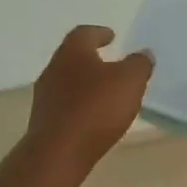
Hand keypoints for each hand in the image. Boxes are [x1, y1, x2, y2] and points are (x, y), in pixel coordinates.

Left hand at [26, 26, 153, 175]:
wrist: (59, 152)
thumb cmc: (96, 108)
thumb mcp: (130, 81)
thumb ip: (139, 64)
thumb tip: (143, 54)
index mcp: (72, 52)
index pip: (84, 33)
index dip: (99, 33)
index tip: (112, 36)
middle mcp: (53, 69)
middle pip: (73, 57)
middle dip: (92, 59)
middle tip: (111, 64)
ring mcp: (45, 96)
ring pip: (67, 82)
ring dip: (85, 84)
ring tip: (105, 92)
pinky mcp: (44, 121)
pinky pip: (65, 106)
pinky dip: (79, 105)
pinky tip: (93, 116)